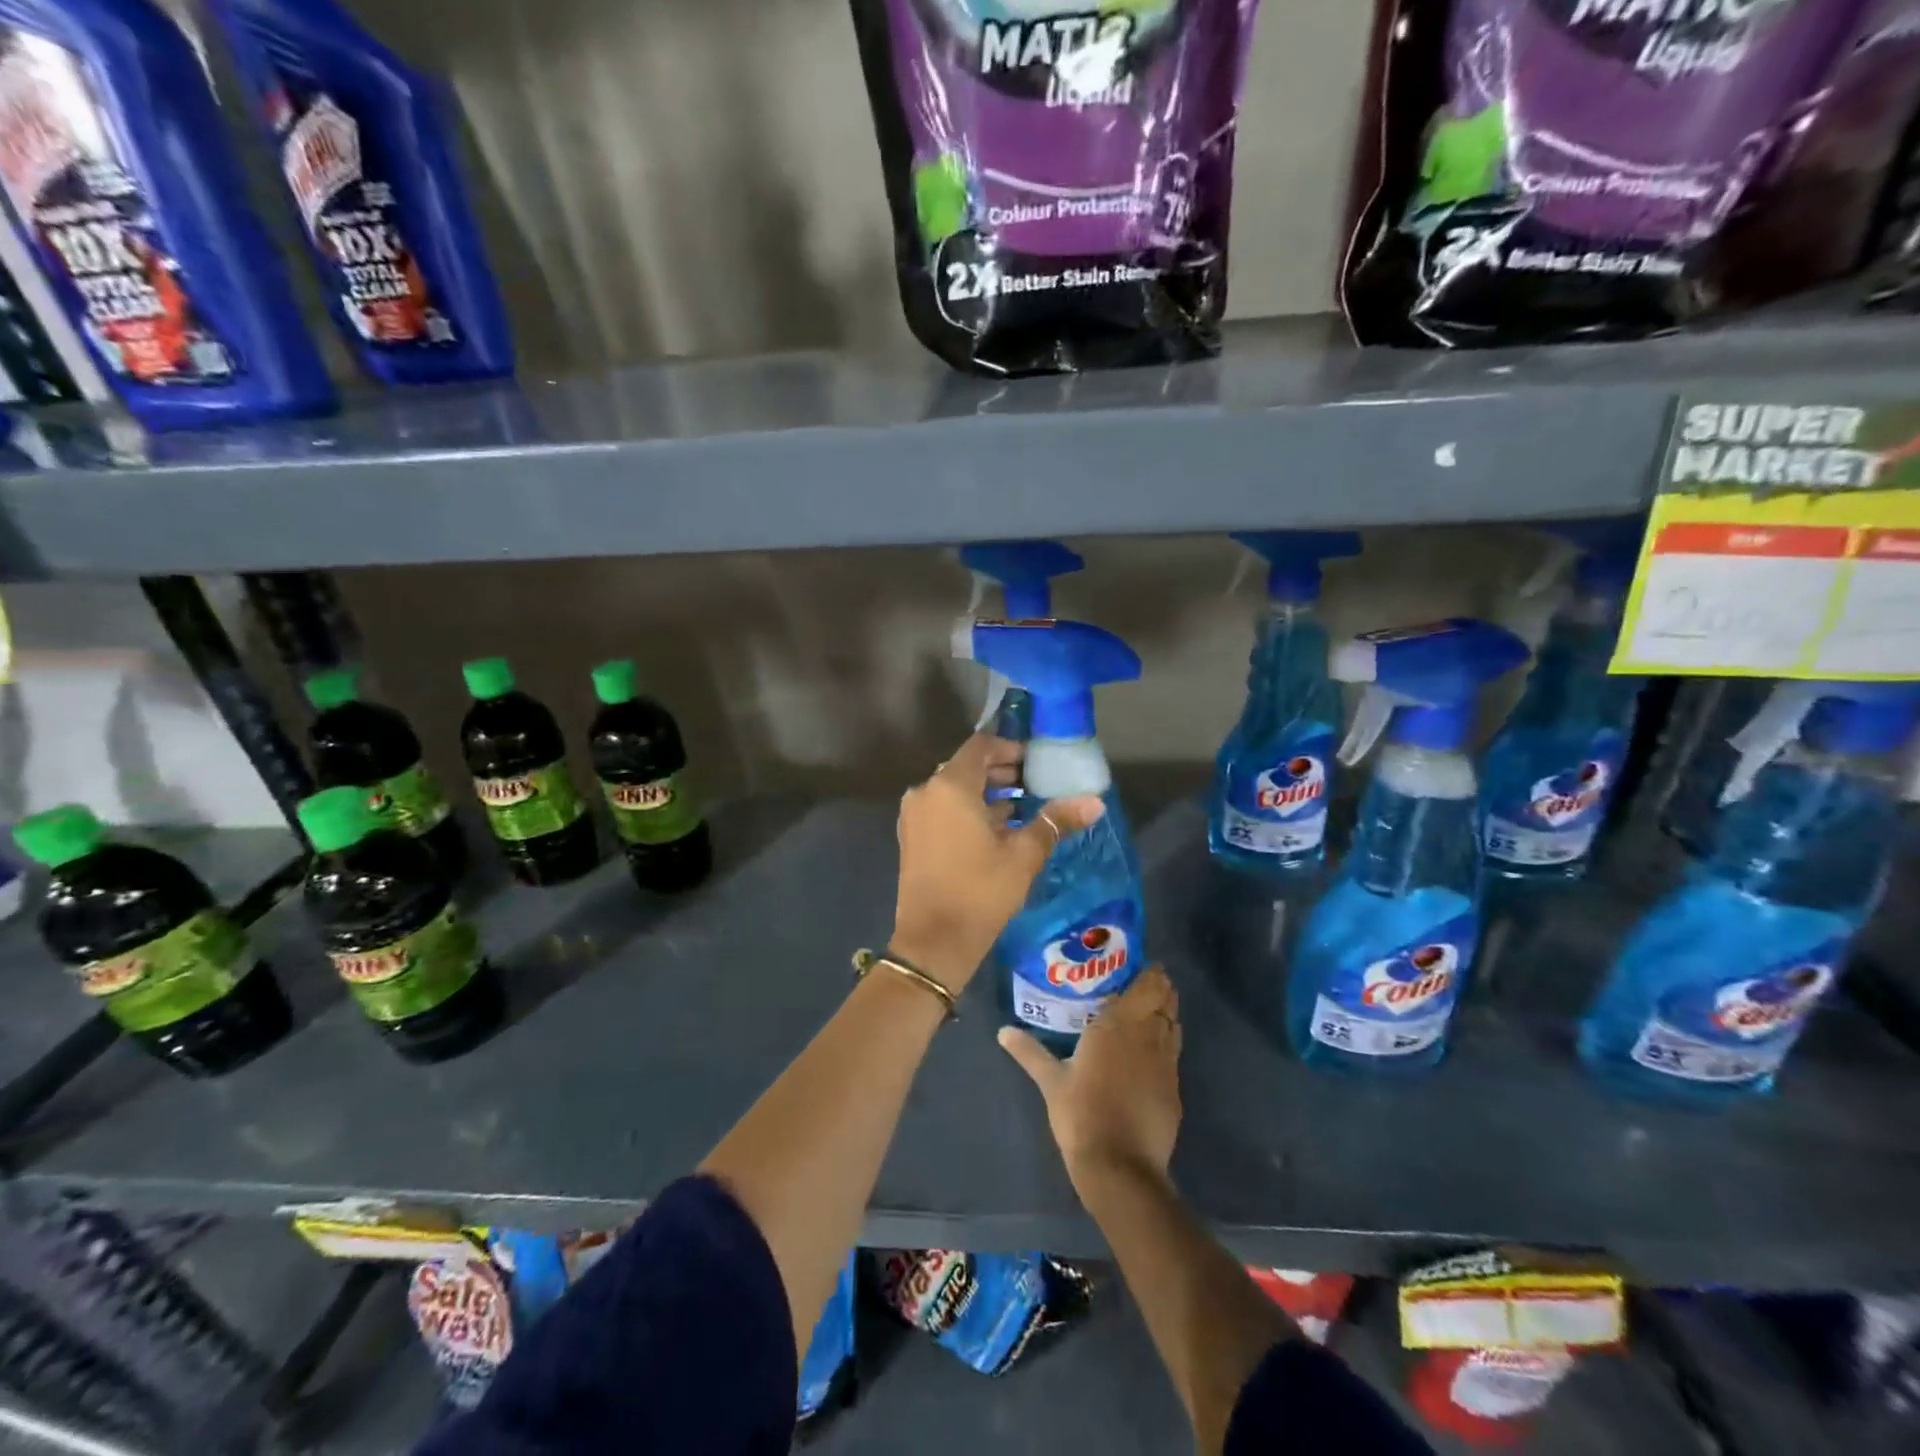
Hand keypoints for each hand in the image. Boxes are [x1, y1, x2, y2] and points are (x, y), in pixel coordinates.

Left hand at [890, 733, 1104, 994]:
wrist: (934, 942)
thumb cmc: (980, 891)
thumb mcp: (1024, 855)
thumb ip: (1055, 821)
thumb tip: (1095, 802)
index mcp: (949, 786)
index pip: (980, 746)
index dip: (1010, 748)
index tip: (1036, 762)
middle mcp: (925, 792)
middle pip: (966, 767)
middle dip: (1001, 772)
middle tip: (1034, 784)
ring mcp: (914, 816)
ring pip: (953, 790)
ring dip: (986, 793)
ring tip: (1022, 808)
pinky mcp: (912, 837)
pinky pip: (942, 809)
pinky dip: (967, 811)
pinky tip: (997, 830)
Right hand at [998, 967, 1182, 1192]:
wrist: (1120, 1166)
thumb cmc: (1081, 1113)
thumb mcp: (1050, 1080)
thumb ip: (1029, 1051)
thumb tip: (1002, 1031)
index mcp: (1117, 1024)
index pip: (1145, 986)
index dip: (1149, 973)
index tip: (1142, 964)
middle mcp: (1146, 1035)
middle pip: (1164, 1000)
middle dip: (1160, 988)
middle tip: (1146, 983)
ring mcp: (1166, 1062)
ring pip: (1173, 1024)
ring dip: (1167, 1012)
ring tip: (1152, 1009)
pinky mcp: (1174, 1088)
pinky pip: (1175, 1053)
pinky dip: (1168, 1042)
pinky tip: (1154, 1050)